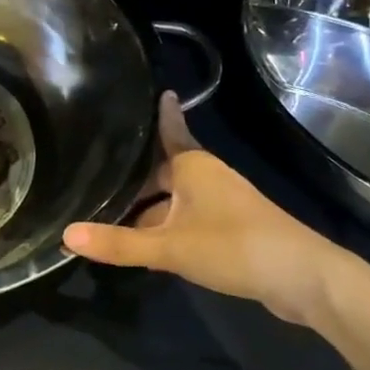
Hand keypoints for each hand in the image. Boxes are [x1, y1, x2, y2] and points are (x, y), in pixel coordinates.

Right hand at [63, 93, 355, 326]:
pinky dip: (167, 230)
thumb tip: (66, 235)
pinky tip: (147, 250)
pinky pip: (188, 221)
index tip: (155, 91)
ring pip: (175, 201)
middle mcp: (207, 177)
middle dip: (134, 183)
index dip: (159, 114)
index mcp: (193, 165)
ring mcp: (222, 204)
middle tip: (95, 181)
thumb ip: (119, 243)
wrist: (303, 278)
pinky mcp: (232, 231)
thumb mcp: (169, 247)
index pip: (169, 131)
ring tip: (110, 219)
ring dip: (149, 212)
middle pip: (162, 174)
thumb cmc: (233, 246)